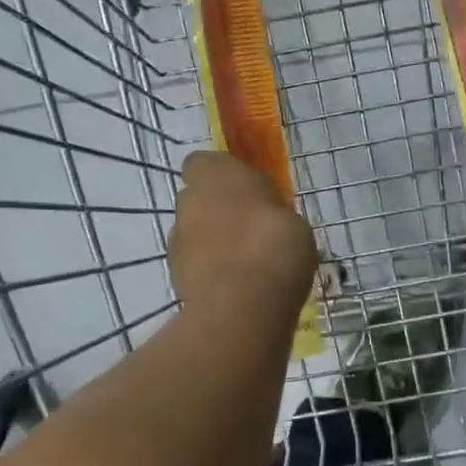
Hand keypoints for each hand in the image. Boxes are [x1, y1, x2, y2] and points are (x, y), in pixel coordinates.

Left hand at [170, 151, 318, 316]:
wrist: (243, 303)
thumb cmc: (274, 244)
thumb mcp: (290, 215)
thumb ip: (267, 208)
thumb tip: (262, 210)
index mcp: (215, 174)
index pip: (204, 162)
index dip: (221, 174)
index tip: (245, 189)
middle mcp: (188, 200)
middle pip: (198, 199)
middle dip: (219, 210)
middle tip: (250, 228)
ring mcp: (177, 240)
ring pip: (195, 233)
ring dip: (214, 242)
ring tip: (247, 263)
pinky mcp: (175, 276)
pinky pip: (196, 264)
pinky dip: (211, 270)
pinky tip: (238, 286)